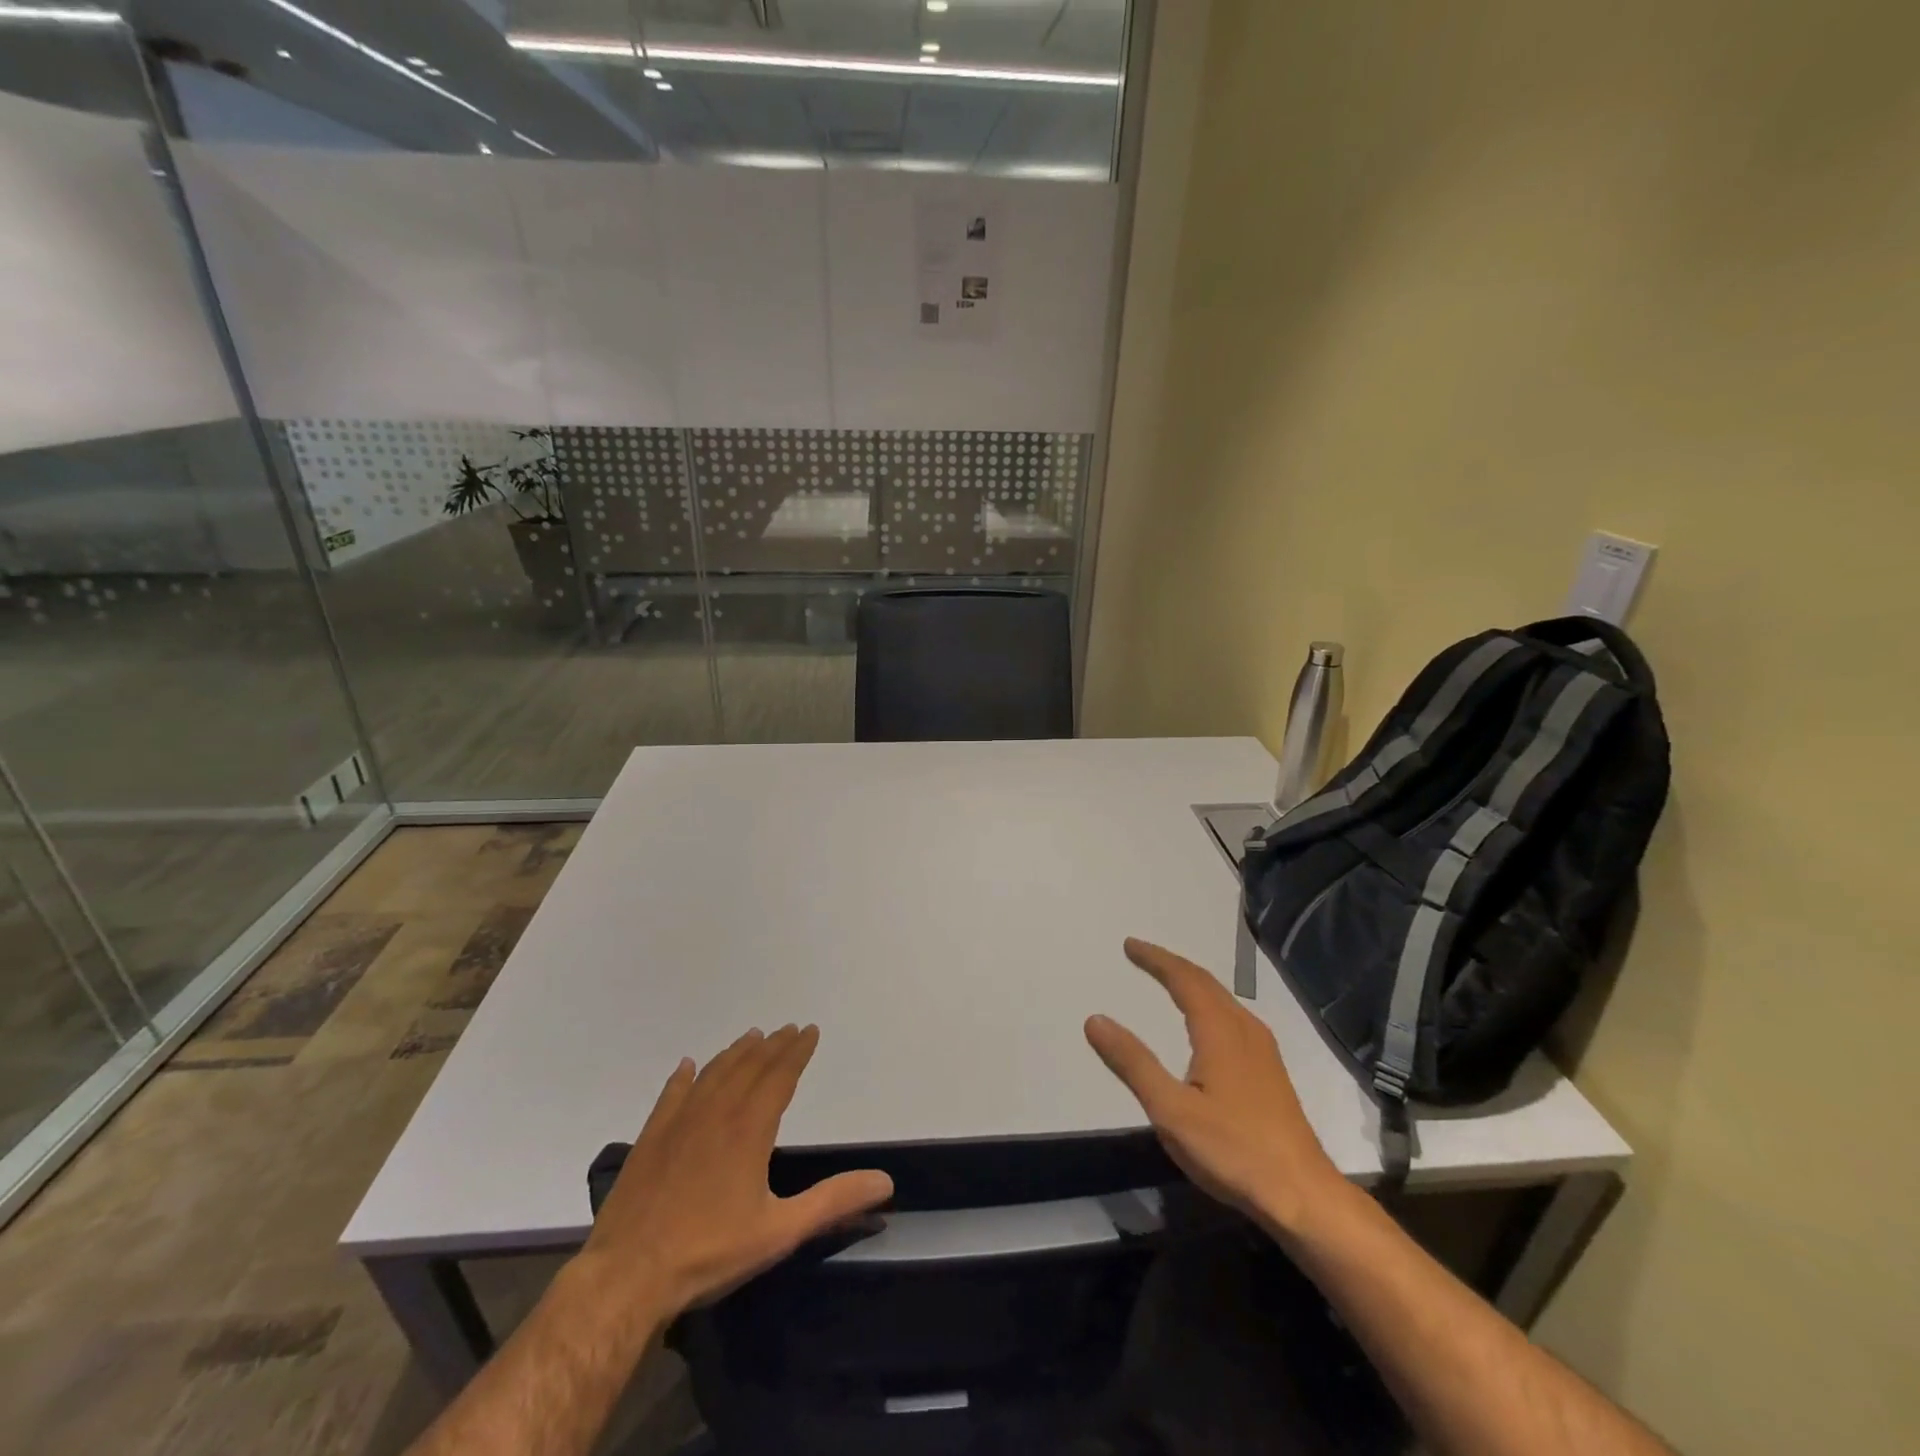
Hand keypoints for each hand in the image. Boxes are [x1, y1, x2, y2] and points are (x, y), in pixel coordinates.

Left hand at [580, 1025, 893, 1315]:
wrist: (627, 1277)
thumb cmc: (709, 1252)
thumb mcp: (780, 1231)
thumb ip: (833, 1201)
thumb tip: (885, 1182)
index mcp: (749, 1129)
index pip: (779, 1076)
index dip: (797, 1052)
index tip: (809, 1031)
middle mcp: (716, 1113)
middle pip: (749, 1067)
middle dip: (772, 1045)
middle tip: (788, 1028)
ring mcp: (678, 1123)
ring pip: (713, 1073)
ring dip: (736, 1052)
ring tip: (751, 1036)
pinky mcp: (650, 1139)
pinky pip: (671, 1095)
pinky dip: (683, 1076)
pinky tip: (688, 1065)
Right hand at [1085, 938, 1345, 1234]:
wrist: (1303, 1195)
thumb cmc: (1233, 1150)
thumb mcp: (1170, 1110)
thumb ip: (1133, 1063)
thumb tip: (1095, 1020)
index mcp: (1219, 1030)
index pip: (1183, 978)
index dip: (1155, 959)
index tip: (1129, 946)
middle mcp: (1244, 1029)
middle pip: (1205, 982)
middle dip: (1171, 965)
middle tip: (1141, 955)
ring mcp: (1262, 1049)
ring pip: (1222, 998)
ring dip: (1191, 982)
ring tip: (1167, 980)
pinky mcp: (1270, 1070)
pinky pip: (1232, 1016)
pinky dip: (1207, 1002)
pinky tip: (1204, 1022)